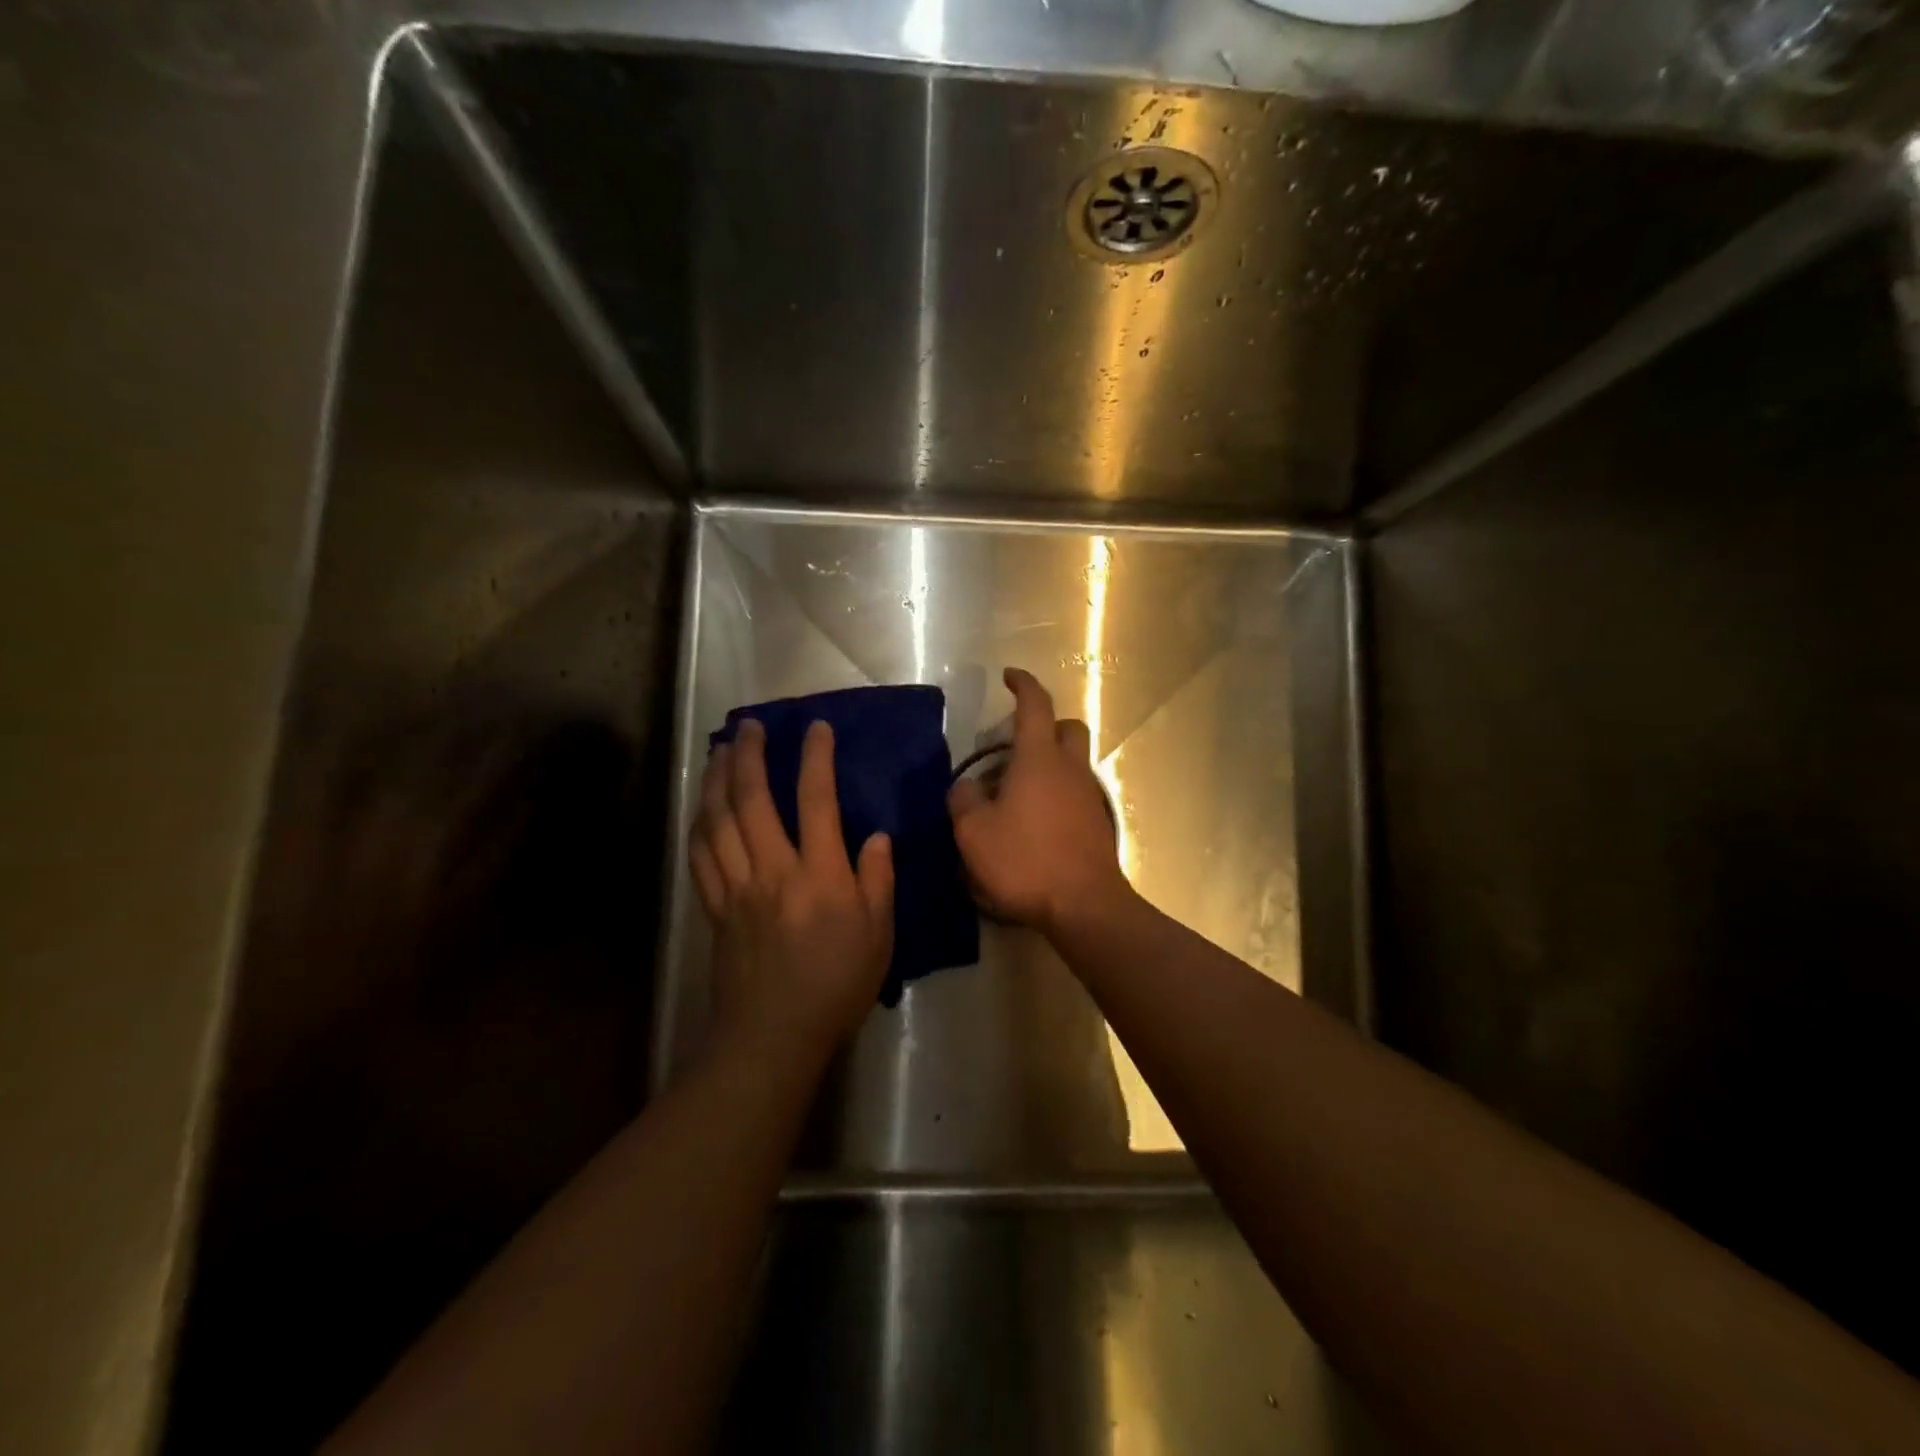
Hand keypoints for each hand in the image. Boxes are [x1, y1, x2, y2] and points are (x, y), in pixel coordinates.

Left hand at [689, 719, 894, 1059]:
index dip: (815, 758)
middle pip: (752, 800)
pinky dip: (698, 825)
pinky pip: (700, 857)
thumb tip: (876, 838)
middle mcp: (773, 870)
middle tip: (749, 725)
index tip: (816, 728)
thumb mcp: (878, 935)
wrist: (774, 1036)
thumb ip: (877, 881)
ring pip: (718, 822)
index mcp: (819, 875)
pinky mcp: (715, 908)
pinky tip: (700, 808)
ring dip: (716, 781)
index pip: (816, 801)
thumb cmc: (836, 985)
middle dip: (749, 756)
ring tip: (719, 751)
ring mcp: (737, 888)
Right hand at [948, 668, 1130, 934]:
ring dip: (1048, 765)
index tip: (1009, 676)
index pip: (1035, 705)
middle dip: (1045, 725)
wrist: (1083, 905)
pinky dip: (1056, 794)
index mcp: (1039, 759)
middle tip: (1014, 746)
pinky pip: (1075, 794)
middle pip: (1067, 728)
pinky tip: (1033, 823)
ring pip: (1072, 763)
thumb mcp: (974, 832)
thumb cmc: (1025, 860)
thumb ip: (964, 800)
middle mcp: (1070, 769)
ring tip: (1014, 793)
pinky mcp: (1097, 824)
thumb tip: (967, 787)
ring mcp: (1088, 796)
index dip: (1022, 684)